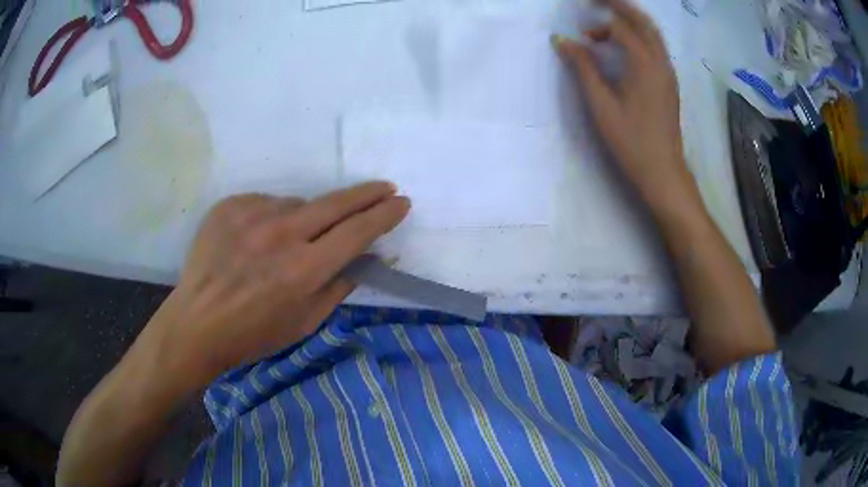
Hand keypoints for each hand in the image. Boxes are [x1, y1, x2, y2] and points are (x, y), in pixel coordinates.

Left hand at [140, 182, 409, 385]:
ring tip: (287, 243)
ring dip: (305, 219)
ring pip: (297, 205)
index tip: (401, 203)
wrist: (196, 322)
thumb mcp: (305, 322)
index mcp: (303, 269)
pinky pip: (266, 204)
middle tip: (384, 188)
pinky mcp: (229, 205)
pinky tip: (258, 239)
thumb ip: (339, 285)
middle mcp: (280, 234)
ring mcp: (251, 214)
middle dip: (367, 195)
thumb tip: (365, 257)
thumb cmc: (253, 333)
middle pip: (336, 203)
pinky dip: (271, 218)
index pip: (357, 232)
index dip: (384, 215)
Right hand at [553, 0, 698, 211]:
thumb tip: (562, 40)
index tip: (578, 32)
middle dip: (620, 6)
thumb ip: (582, 68)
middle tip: (595, 2)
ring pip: (652, 33)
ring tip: (606, 24)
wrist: (663, 172)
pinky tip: (623, 48)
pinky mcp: (669, 83)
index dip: (597, 24)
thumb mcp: (601, 105)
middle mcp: (660, 62)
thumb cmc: (631, 141)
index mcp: (644, 64)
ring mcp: (668, 72)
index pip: (620, 27)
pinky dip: (638, 37)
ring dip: (630, 21)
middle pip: (643, 21)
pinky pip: (655, 47)